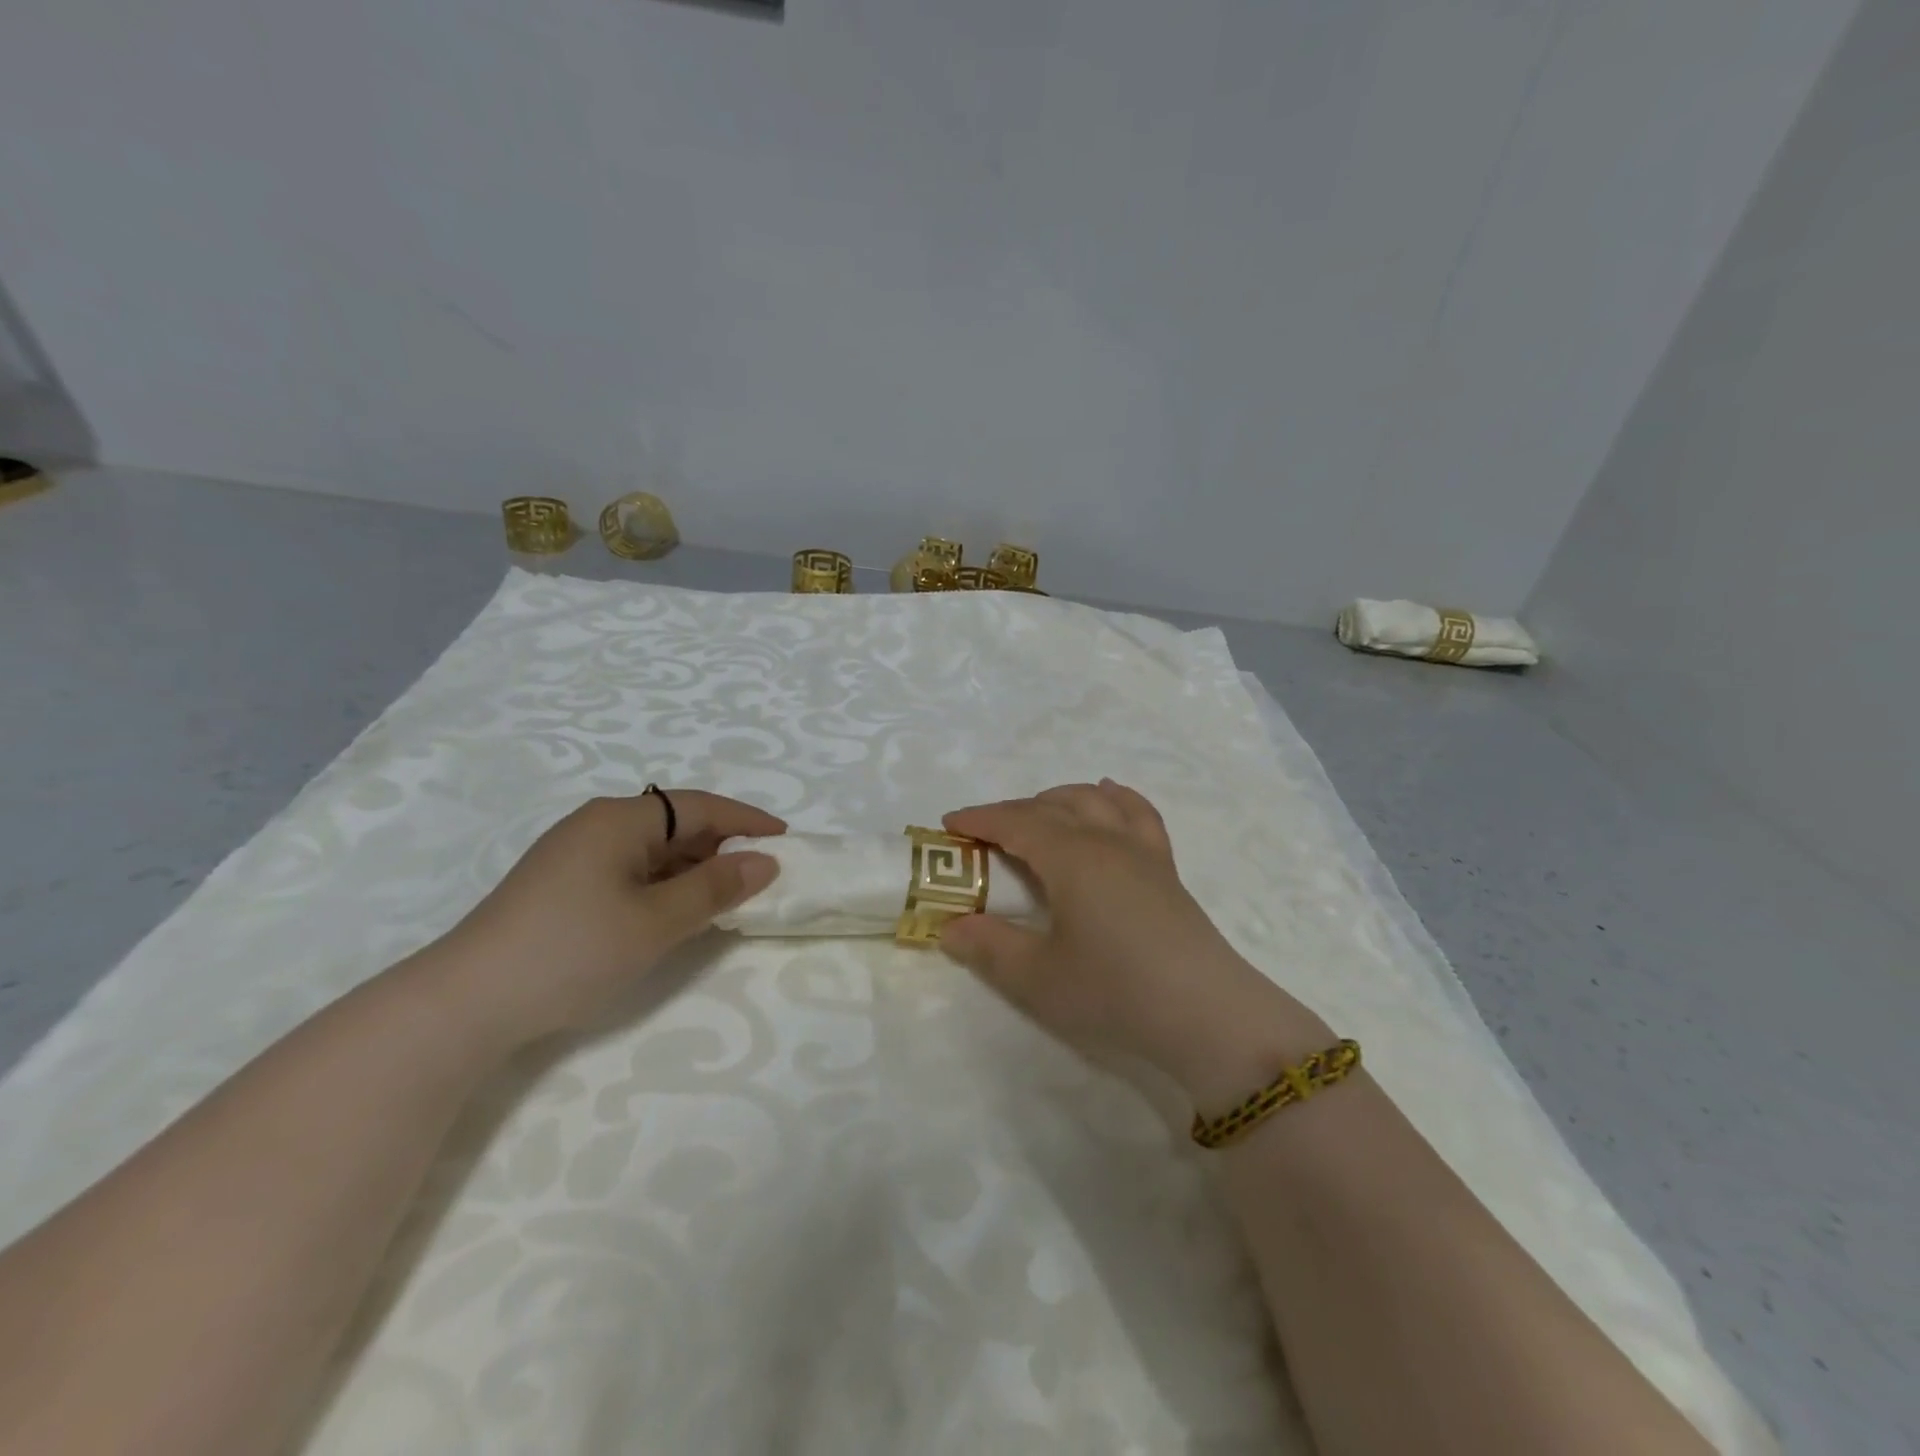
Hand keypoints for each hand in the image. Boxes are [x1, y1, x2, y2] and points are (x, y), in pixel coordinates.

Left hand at [426, 789, 784, 1047]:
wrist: (464, 1004)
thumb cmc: (571, 951)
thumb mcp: (656, 922)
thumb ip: (714, 889)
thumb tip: (765, 862)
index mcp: (620, 819)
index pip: (700, 807)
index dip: (746, 821)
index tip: (786, 840)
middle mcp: (597, 825)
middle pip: (676, 824)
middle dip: (722, 846)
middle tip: (761, 875)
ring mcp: (575, 855)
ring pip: (653, 850)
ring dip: (693, 869)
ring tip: (727, 897)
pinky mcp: (561, 885)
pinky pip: (630, 870)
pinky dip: (663, 884)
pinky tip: (675, 911)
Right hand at [941, 782, 1332, 1112]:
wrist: (1207, 1015)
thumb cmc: (1115, 992)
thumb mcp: (1038, 978)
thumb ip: (989, 948)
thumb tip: (950, 927)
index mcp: (1071, 857)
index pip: (1016, 822)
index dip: (979, 819)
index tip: (948, 823)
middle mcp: (1106, 840)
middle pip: (1051, 806)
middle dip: (1011, 811)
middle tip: (982, 835)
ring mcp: (1141, 851)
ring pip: (1094, 801)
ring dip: (1057, 799)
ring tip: (1035, 814)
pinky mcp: (1166, 869)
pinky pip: (1138, 814)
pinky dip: (1115, 798)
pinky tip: (1109, 796)